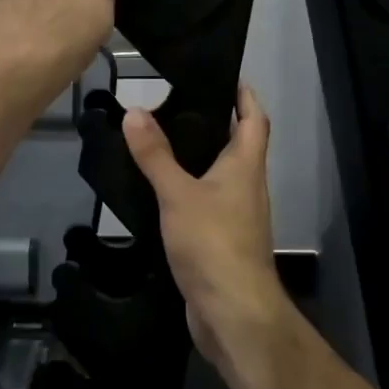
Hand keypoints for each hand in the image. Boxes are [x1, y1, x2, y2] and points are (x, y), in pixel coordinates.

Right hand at [124, 85, 291, 377]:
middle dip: (213, 122)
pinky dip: (185, 190)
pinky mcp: (219, 241)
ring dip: (196, 157)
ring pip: (218, 176)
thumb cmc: (213, 242)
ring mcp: (235, 216)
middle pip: (236, 145)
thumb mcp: (179, 193)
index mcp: (245, 166)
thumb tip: (135, 111)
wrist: (232, 313)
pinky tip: (157, 190)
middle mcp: (246, 186)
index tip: (226, 75)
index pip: (254, 119)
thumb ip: (155, 155)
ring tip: (159, 139)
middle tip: (174, 103)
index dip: (245, 95)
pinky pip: (203, 204)